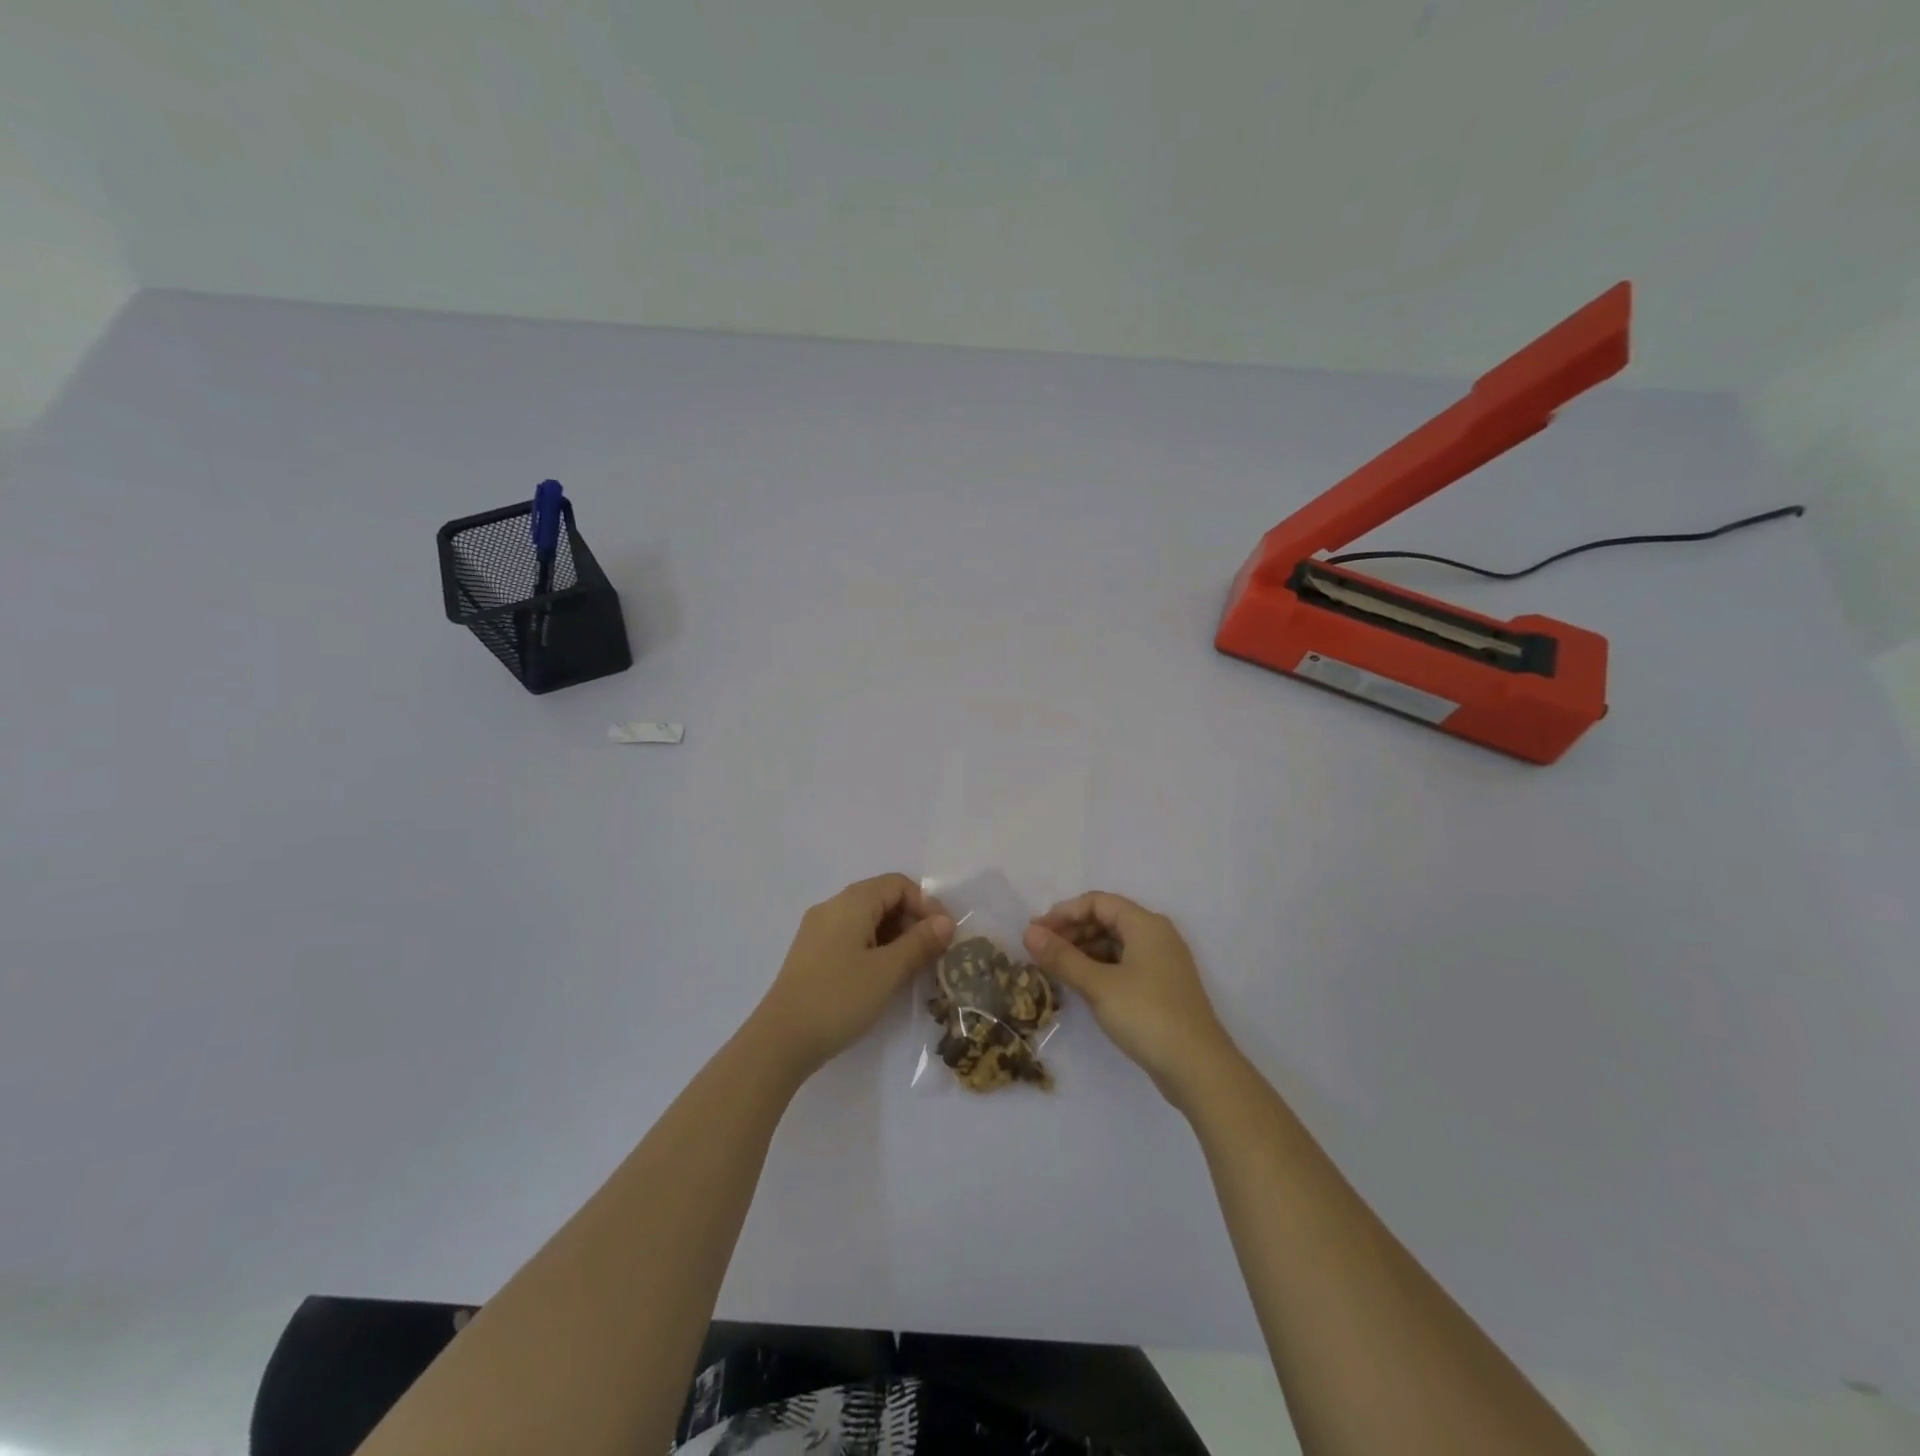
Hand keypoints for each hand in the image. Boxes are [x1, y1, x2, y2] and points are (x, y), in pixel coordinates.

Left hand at [752, 874, 954, 1080]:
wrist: (780, 1040)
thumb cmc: (839, 998)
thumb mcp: (888, 970)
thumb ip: (920, 943)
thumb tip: (946, 922)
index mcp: (851, 901)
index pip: (898, 884)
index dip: (926, 904)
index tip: (944, 935)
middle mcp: (832, 907)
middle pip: (882, 899)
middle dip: (912, 921)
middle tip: (932, 954)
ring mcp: (818, 930)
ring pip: (867, 920)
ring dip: (895, 937)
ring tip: (912, 968)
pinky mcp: (811, 954)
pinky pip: (851, 937)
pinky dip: (874, 948)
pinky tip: (883, 977)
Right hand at [1024, 892, 1236, 1107]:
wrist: (1198, 1068)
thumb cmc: (1146, 1015)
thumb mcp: (1098, 985)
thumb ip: (1062, 957)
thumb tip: (1028, 933)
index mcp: (1145, 924)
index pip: (1097, 902)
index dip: (1064, 913)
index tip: (1037, 933)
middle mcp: (1156, 935)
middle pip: (1107, 919)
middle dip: (1072, 931)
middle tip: (1041, 952)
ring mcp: (1162, 962)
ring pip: (1115, 943)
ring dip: (1084, 951)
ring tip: (1056, 969)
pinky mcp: (1162, 987)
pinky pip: (1124, 964)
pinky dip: (1100, 968)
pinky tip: (1081, 985)